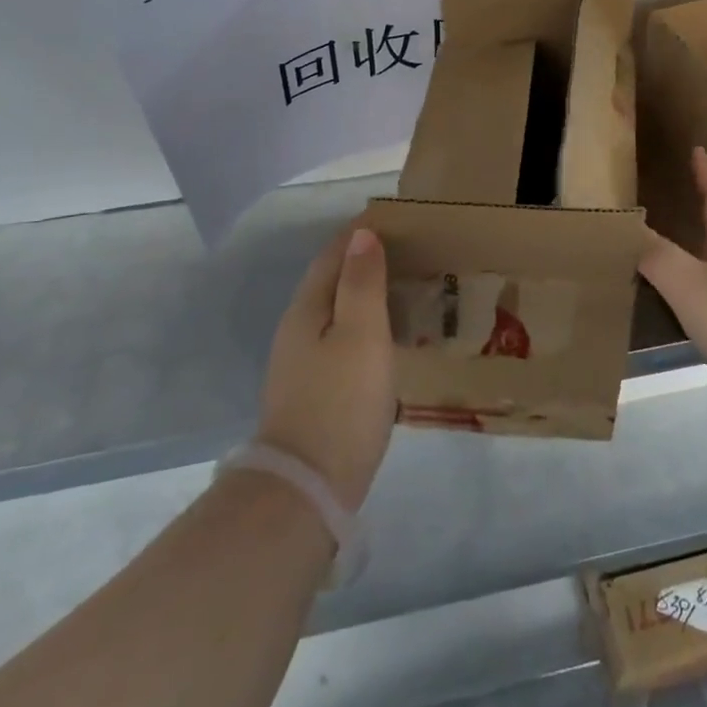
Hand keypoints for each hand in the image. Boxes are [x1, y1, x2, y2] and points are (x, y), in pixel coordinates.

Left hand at [258, 225, 395, 512]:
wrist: (307, 487)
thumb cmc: (341, 401)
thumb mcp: (360, 334)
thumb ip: (361, 282)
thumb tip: (362, 233)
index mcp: (307, 308)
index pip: (334, 254)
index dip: (361, 233)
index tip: (396, 219)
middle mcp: (297, 328)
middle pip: (331, 280)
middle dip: (364, 260)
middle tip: (409, 250)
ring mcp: (301, 363)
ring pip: (335, 311)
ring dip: (364, 293)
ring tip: (403, 287)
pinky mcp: (312, 391)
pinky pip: (340, 339)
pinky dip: (363, 324)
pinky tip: (385, 336)